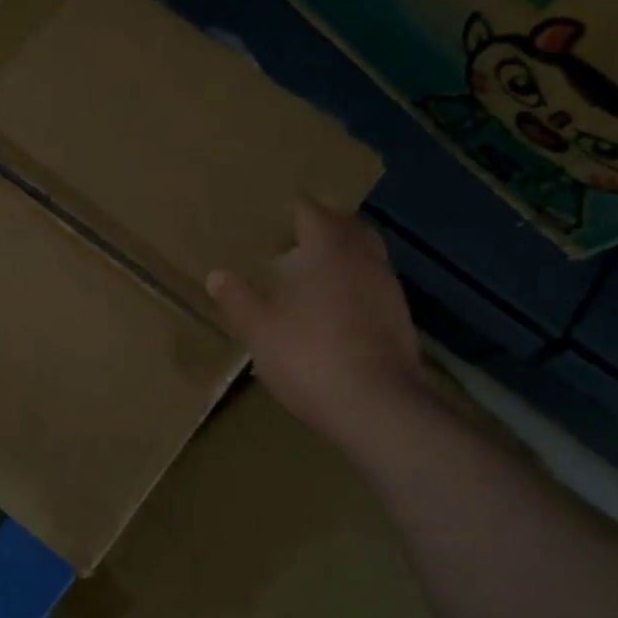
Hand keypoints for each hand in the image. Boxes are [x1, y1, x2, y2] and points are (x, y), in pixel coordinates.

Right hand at [207, 201, 430, 444]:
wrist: (377, 408)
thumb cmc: (310, 356)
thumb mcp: (261, 330)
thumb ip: (238, 300)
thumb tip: (216, 275)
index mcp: (330, 252)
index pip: (314, 214)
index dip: (298, 209)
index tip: (280, 210)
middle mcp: (364, 262)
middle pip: (350, 229)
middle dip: (329, 226)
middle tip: (301, 232)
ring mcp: (388, 292)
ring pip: (367, 259)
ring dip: (346, 257)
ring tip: (318, 269)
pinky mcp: (400, 323)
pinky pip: (374, 289)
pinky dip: (356, 287)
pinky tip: (339, 309)